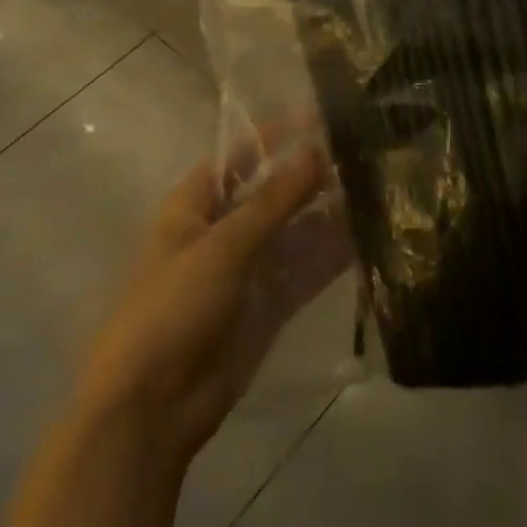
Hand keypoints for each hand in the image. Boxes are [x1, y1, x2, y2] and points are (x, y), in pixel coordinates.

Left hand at [73, 139, 346, 466]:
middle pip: (272, 193)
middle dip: (311, 176)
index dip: (275, 135)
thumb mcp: (223, 246)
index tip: (321, 117)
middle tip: (362, 156)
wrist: (153, 409)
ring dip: (326, 215)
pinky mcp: (267, 306)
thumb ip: (273, 200)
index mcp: (194, 207)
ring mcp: (247, 270)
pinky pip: (303, 271)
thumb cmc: (173, 309)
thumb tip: (315, 153)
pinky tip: (365, 240)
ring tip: (373, 192)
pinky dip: (329, 257)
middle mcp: (222, 231)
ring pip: (294, 232)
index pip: (238, 156)